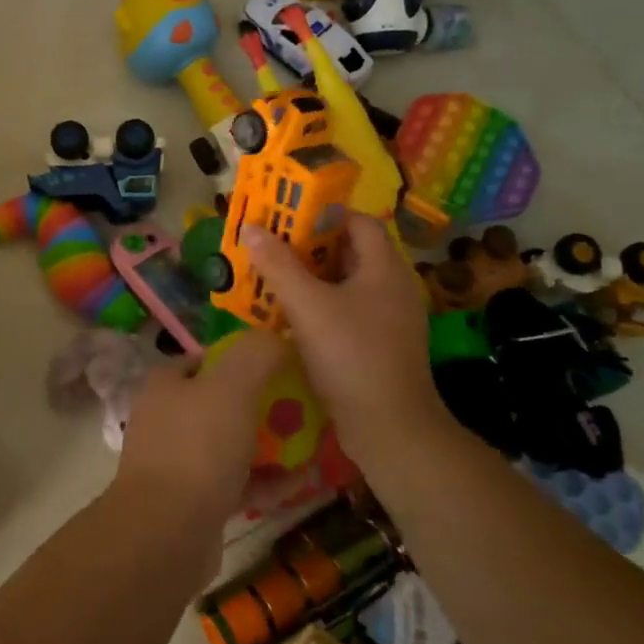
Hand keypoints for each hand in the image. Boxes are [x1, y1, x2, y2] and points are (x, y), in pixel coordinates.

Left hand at [112, 328, 285, 532]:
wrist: (166, 532)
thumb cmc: (197, 448)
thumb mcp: (231, 387)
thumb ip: (256, 355)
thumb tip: (275, 336)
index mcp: (166, 384)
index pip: (206, 359)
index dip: (243, 358)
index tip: (282, 365)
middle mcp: (166, 418)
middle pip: (221, 402)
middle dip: (262, 404)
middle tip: (303, 406)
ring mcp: (177, 462)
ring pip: (230, 444)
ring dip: (268, 445)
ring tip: (310, 444)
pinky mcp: (193, 501)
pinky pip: (235, 482)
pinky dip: (264, 481)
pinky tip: (298, 482)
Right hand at [243, 215, 442, 460]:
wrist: (390, 428)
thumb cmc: (350, 355)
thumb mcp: (307, 305)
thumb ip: (277, 264)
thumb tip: (251, 228)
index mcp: (384, 267)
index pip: (357, 221)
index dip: (322, 214)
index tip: (285, 216)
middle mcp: (392, 286)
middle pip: (349, 251)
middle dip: (307, 247)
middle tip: (269, 246)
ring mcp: (389, 318)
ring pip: (345, 284)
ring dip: (310, 278)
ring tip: (271, 277)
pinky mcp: (380, 345)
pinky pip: (346, 311)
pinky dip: (319, 306)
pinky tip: (289, 316)